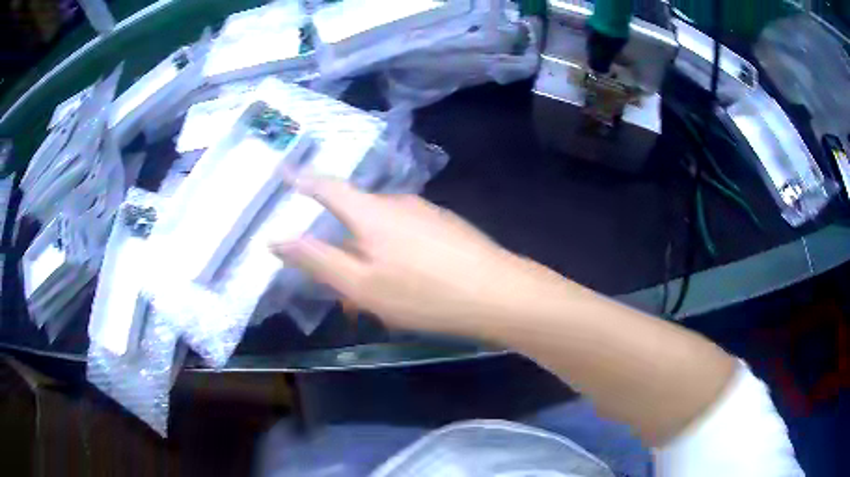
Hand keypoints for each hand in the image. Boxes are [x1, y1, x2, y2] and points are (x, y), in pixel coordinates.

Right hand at [269, 176, 553, 333]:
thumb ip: (317, 260)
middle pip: (356, 213)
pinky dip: (395, 257)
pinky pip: (407, 237)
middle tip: (340, 279)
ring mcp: (427, 213)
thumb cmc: (423, 293)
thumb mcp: (362, 285)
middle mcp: (399, 202)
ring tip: (376, 294)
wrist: (499, 294)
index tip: (284, 171)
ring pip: (384, 230)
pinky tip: (408, 285)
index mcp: (372, 211)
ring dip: (371, 256)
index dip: (303, 179)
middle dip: (341, 242)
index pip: (328, 186)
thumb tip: (277, 238)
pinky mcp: (448, 228)